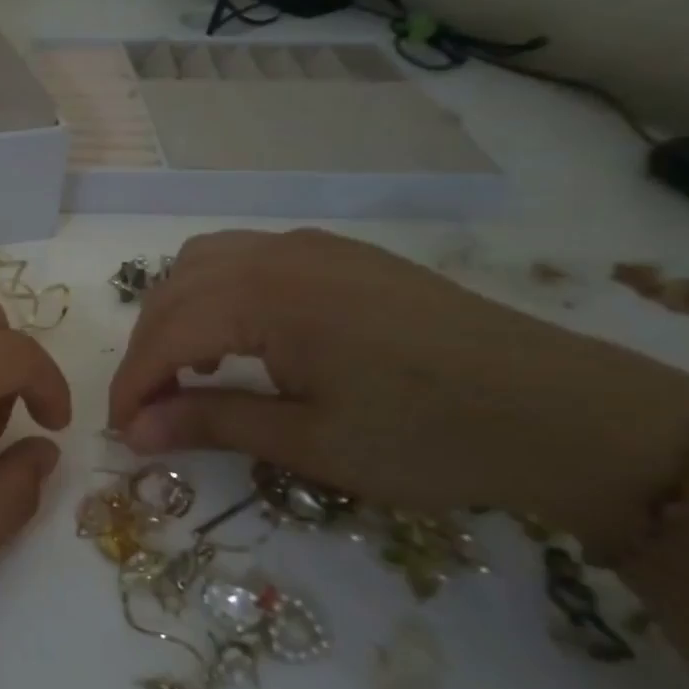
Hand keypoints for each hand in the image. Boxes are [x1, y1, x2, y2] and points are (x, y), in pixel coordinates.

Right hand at [108, 230, 688, 543]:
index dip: (133, 384)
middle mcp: (278, 254)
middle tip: (149, 411)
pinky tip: (240, 338)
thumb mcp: (310, 442)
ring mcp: (312, 247)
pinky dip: (217, 294)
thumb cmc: (430, 436)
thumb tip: (135, 432)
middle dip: (147, 350)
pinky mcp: (341, 255)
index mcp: (266, 296)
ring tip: (188, 370)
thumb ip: (212, 423)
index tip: (121, 431)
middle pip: (175, 292)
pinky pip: (247, 258)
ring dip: (177, 313)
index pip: (165, 334)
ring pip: (205, 263)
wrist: (567, 412)